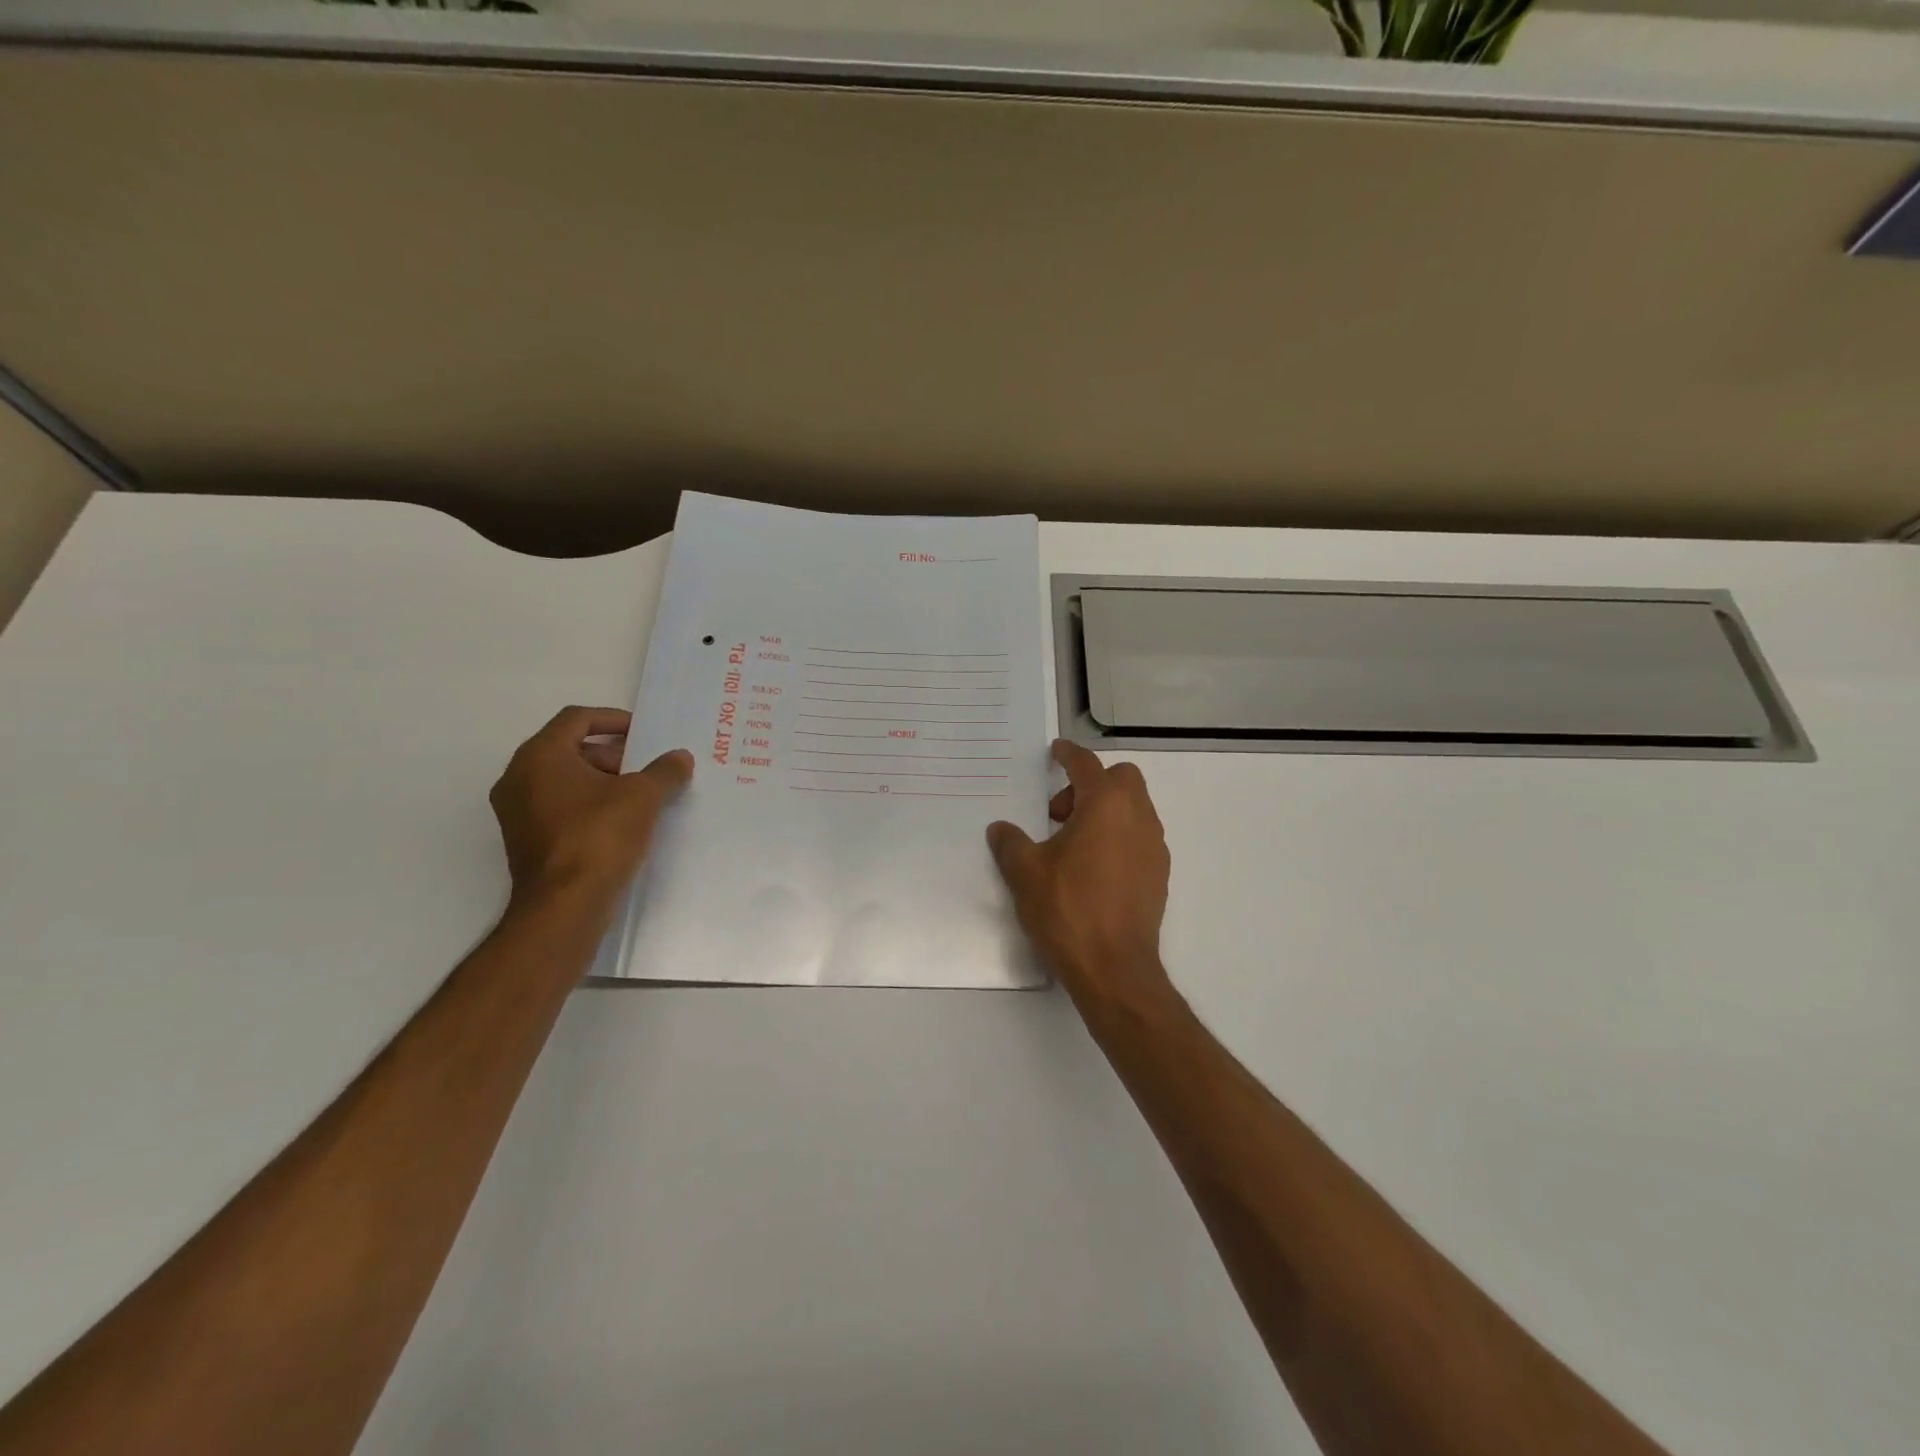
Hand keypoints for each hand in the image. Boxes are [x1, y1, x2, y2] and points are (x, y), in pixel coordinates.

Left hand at [490, 706, 691, 915]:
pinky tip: (621, 822)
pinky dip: (588, 805)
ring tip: (640, 798)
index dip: (614, 720)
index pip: (576, 719)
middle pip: (570, 749)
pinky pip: (559, 807)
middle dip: (612, 755)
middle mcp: (518, 778)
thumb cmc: (599, 836)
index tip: (643, 734)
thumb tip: (680, 757)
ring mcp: (516, 812)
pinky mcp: (525, 840)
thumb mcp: (643, 796)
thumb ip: (664, 771)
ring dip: (603, 781)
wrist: (565, 906)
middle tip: (646, 770)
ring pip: (564, 780)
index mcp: (539, 756)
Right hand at [987, 740, 1175, 1012]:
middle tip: (1059, 814)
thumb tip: (1001, 829)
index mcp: (1105, 806)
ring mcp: (1154, 847)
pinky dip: (1118, 837)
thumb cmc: (1068, 910)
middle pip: (1121, 779)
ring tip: (1072, 844)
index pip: (1087, 764)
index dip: (1069, 754)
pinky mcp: (1160, 875)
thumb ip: (1010, 843)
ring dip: (1105, 811)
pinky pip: (1139, 838)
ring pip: (1134, 808)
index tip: (1056, 751)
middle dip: (1090, 784)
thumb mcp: (1025, 873)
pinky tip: (1093, 869)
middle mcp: (1137, 818)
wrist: (1114, 968)